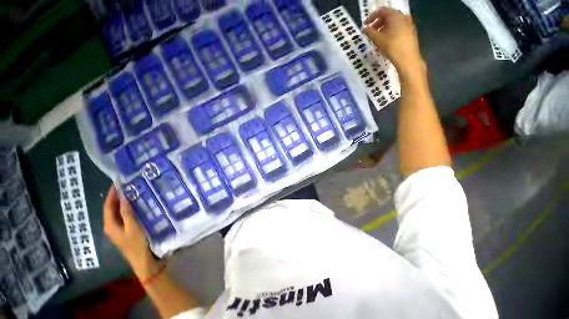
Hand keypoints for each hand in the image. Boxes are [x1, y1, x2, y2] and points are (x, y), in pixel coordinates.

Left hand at [103, 185, 159, 278]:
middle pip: (112, 209)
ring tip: (134, 193)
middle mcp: (112, 226)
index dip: (111, 194)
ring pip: (119, 212)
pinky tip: (139, 206)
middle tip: (128, 186)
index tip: (118, 183)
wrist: (143, 260)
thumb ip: (127, 213)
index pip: (108, 206)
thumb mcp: (133, 227)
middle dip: (118, 197)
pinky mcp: (127, 231)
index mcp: (110, 225)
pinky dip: (130, 209)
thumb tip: (124, 198)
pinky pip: (126, 216)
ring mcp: (120, 229)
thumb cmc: (137, 244)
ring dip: (124, 203)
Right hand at [362, 7, 424, 75]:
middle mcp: (402, 16)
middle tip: (371, 32)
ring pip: (393, 23)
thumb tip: (364, 29)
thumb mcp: (378, 39)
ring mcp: (408, 23)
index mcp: (394, 15)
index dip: (371, 17)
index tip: (365, 25)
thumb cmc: (391, 46)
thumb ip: (370, 33)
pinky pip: (398, 28)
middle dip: (378, 23)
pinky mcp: (410, 31)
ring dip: (384, 28)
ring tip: (378, 38)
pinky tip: (386, 41)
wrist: (407, 57)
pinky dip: (390, 31)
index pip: (381, 11)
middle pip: (388, 16)